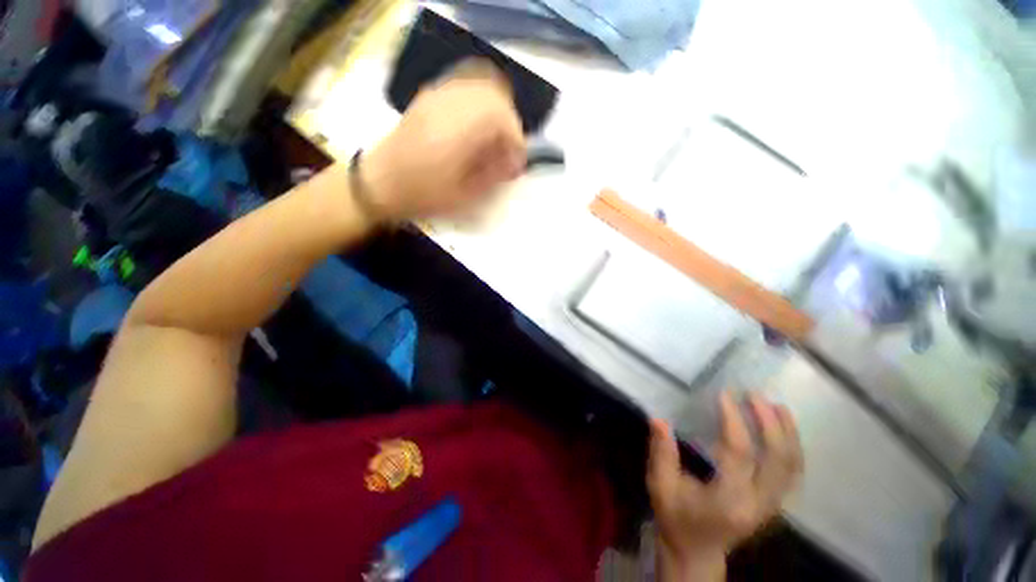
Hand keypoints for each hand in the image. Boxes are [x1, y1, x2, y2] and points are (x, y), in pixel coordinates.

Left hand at [358, 59, 526, 222]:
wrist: (381, 182)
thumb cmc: (424, 195)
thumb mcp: (465, 196)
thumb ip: (494, 175)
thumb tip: (512, 162)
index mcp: (460, 130)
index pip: (504, 119)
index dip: (516, 141)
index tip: (516, 164)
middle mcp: (451, 103)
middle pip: (496, 96)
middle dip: (509, 123)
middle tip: (506, 150)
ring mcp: (438, 94)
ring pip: (480, 85)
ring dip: (494, 111)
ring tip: (492, 139)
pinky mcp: (429, 96)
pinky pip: (463, 86)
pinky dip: (478, 103)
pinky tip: (474, 127)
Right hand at [647, 393, 802, 579]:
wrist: (697, 552)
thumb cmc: (675, 518)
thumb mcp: (660, 486)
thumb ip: (661, 453)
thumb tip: (658, 419)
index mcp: (728, 500)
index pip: (740, 453)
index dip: (734, 420)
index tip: (724, 394)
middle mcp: (758, 503)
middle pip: (778, 460)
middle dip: (770, 423)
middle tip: (755, 395)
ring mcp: (771, 506)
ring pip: (792, 467)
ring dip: (788, 433)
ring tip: (778, 406)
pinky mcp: (774, 504)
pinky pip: (792, 473)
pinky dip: (792, 448)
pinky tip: (785, 429)